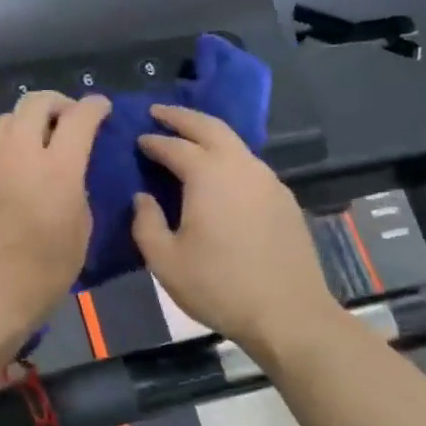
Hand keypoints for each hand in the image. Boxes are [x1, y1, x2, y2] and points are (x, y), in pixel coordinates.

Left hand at [0, 92, 110, 362]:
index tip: (101, 107)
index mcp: (56, 170)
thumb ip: (77, 195)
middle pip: (35, 102)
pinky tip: (10, 174)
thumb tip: (71, 178)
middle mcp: (17, 156)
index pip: (79, 117)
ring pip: (5, 121)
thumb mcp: (78, 238)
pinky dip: (5, 150)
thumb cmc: (38, 279)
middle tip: (68, 119)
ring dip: (27, 122)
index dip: (94, 106)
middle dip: (57, 102)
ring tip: (36, 142)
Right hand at [131, 104, 334, 361]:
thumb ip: (146, 223)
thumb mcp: (165, 261)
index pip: (174, 146)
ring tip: (187, 139)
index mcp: (208, 176)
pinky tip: (219, 175)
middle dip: (182, 117)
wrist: (288, 313)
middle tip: (159, 112)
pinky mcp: (284, 199)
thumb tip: (143, 197)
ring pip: (235, 144)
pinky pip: (250, 165)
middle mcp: (241, 167)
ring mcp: (268, 181)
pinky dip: (228, 157)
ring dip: (208, 135)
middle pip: (210, 127)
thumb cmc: (218, 287)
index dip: (153, 141)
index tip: (137, 139)